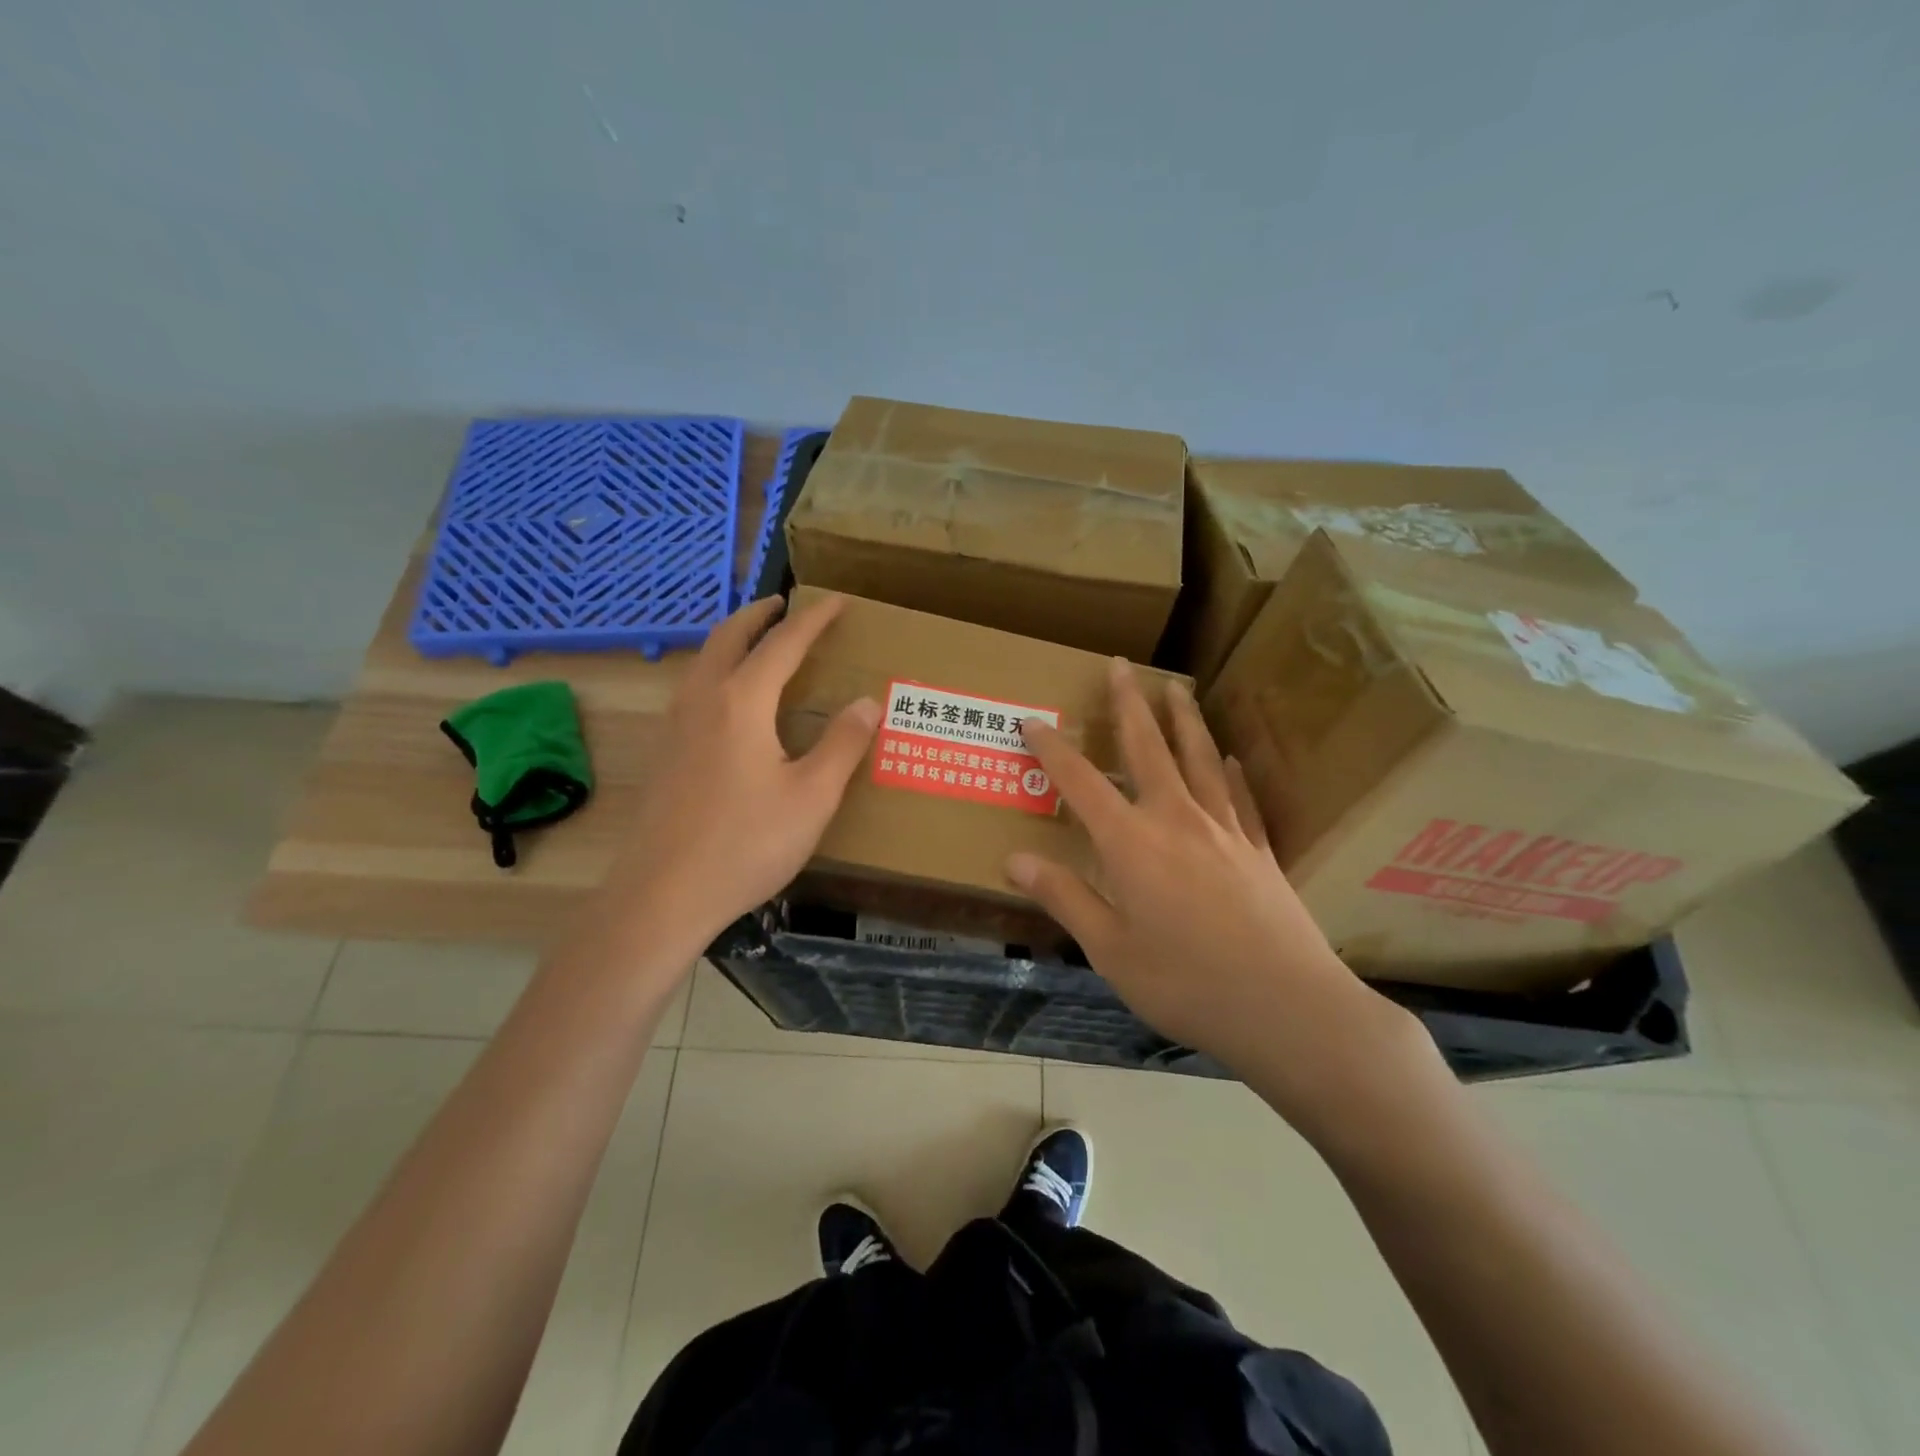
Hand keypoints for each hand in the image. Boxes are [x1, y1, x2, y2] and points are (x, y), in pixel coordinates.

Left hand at [599, 594, 878, 951]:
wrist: (662, 894)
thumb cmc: (746, 844)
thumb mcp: (812, 797)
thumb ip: (842, 744)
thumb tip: (868, 702)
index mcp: (742, 701)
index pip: (783, 643)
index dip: (813, 619)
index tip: (836, 601)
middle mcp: (702, 700)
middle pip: (729, 637)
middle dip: (759, 614)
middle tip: (785, 605)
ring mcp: (675, 726)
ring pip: (704, 661)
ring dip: (733, 639)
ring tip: (759, 643)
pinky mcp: (664, 753)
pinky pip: (693, 689)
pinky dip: (717, 669)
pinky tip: (730, 701)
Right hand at [1006, 659, 1435, 1135]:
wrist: (1288, 1008)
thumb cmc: (1187, 983)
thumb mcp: (1111, 951)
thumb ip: (1065, 897)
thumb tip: (1013, 860)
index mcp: (1132, 844)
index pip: (1081, 783)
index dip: (1052, 750)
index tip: (1031, 720)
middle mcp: (1177, 820)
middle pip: (1148, 749)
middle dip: (1129, 705)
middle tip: (1121, 665)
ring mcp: (1226, 830)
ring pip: (1200, 759)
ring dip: (1184, 719)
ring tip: (1177, 686)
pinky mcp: (1260, 850)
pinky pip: (1242, 798)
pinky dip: (1232, 773)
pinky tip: (1232, 759)